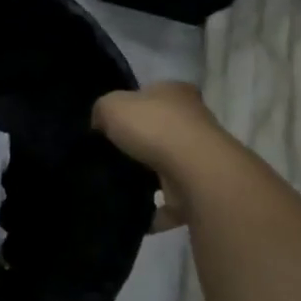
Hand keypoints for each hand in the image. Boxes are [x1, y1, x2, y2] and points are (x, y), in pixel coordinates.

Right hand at [94, 81, 222, 231]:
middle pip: (161, 128)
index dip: (133, 105)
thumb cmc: (153, 127)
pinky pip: (171, 198)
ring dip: (149, 175)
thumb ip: (102, 111)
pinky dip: (155, 206)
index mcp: (175, 92)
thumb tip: (100, 125)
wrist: (193, 170)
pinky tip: (135, 208)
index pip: (153, 93)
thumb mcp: (111, 105)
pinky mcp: (200, 187)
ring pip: (167, 163)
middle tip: (111, 154)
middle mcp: (194, 119)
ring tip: (119, 182)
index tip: (112, 123)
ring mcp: (200, 155)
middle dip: (140, 142)